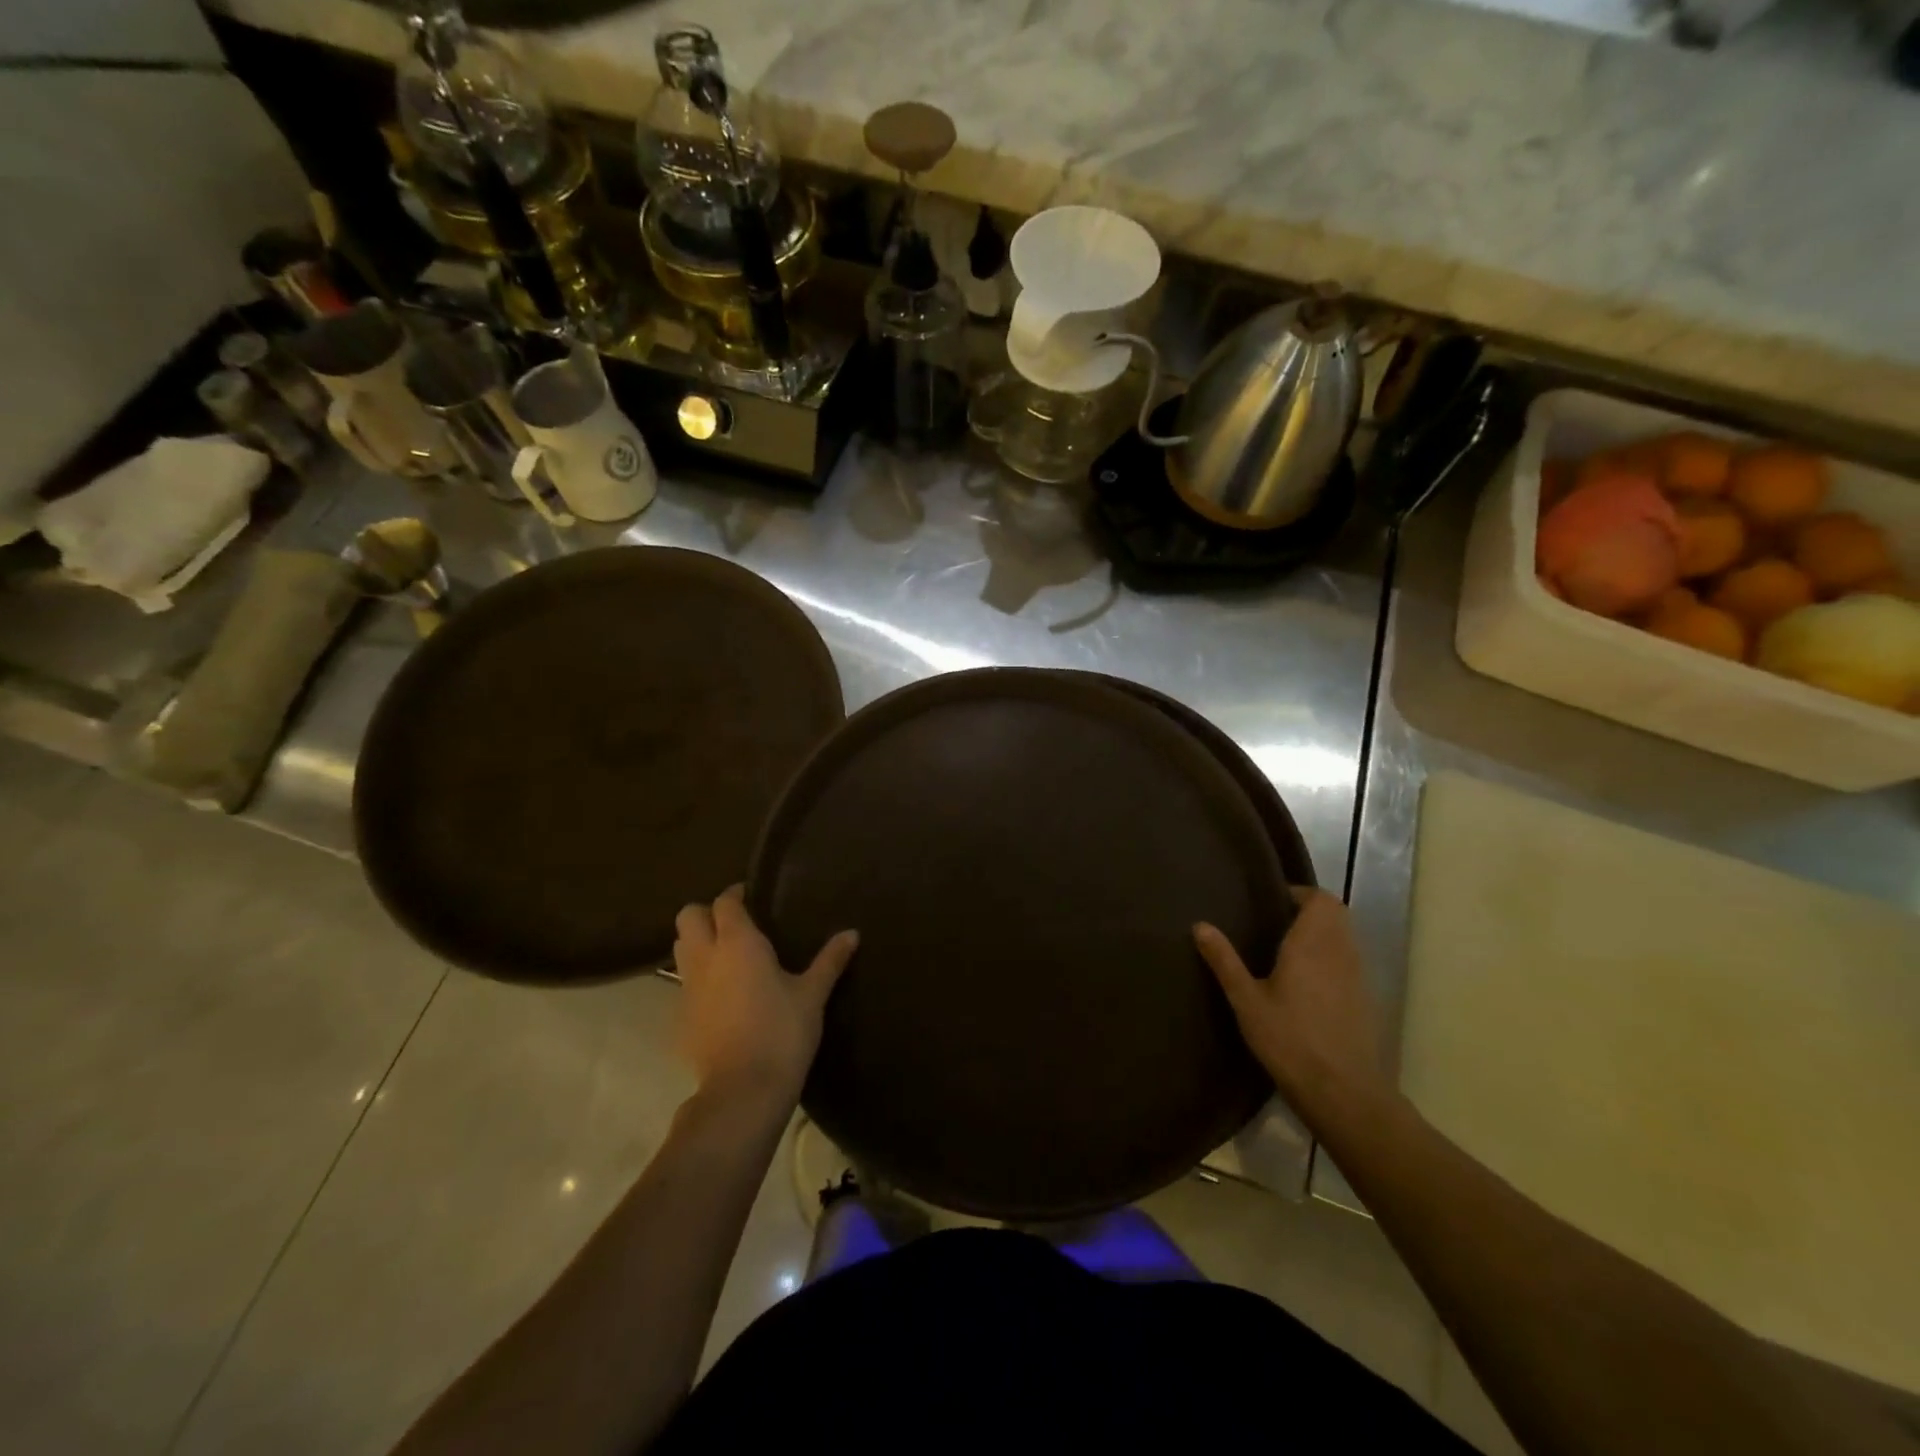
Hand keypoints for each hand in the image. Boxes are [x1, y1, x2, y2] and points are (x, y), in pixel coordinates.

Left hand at [672, 886, 858, 1107]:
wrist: (743, 1090)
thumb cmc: (783, 1032)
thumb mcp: (813, 995)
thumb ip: (830, 960)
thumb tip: (852, 933)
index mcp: (738, 943)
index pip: (725, 902)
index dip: (736, 894)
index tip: (752, 895)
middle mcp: (705, 958)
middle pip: (688, 917)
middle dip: (706, 913)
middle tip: (735, 923)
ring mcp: (687, 989)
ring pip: (680, 948)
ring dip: (697, 943)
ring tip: (726, 955)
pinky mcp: (680, 1018)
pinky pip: (683, 984)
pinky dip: (698, 978)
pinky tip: (722, 995)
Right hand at [1194, 889, 1390, 1126]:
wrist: (1342, 1092)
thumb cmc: (1289, 1040)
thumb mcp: (1246, 1001)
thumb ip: (1224, 960)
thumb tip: (1200, 924)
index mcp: (1312, 944)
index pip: (1320, 899)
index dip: (1299, 893)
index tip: (1271, 901)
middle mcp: (1340, 952)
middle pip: (1336, 913)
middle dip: (1310, 910)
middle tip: (1275, 921)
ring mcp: (1357, 976)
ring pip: (1345, 937)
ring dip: (1322, 933)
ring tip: (1286, 948)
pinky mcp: (1364, 1000)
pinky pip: (1348, 962)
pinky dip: (1331, 958)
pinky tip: (1305, 982)